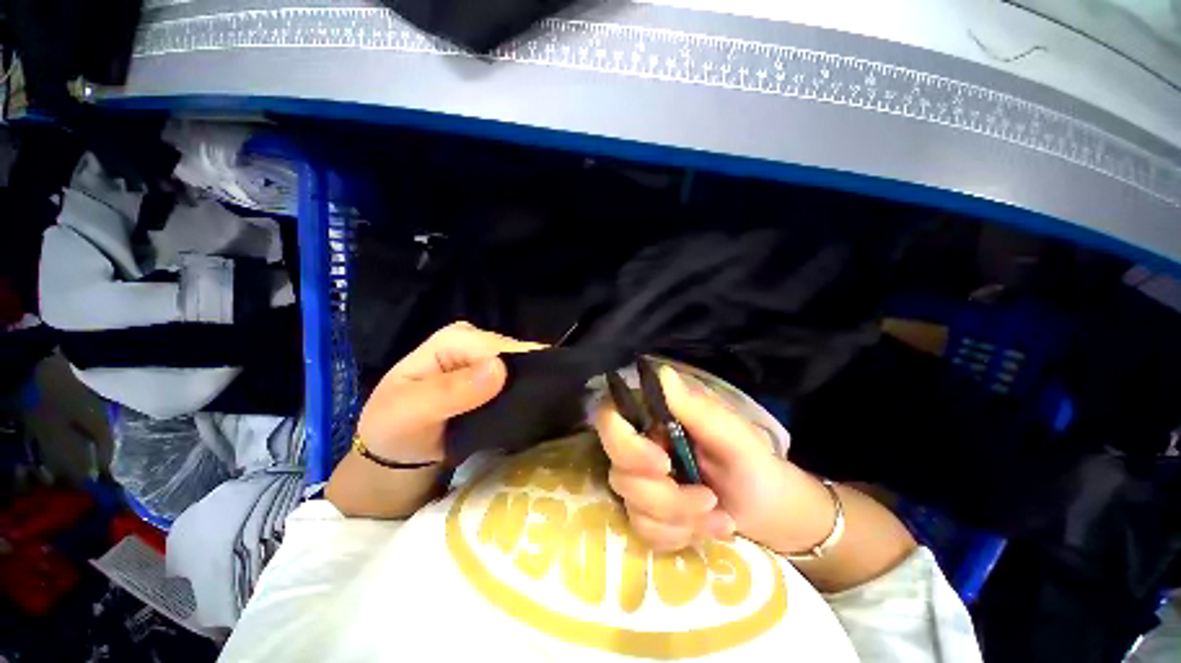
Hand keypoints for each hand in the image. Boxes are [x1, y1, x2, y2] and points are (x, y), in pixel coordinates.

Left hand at [356, 321, 542, 462]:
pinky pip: (521, 381)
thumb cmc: (395, 428)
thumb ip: (450, 391)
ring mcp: (488, 359)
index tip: (524, 402)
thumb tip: (499, 369)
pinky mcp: (497, 377)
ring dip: (529, 389)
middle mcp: (477, 342)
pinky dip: (525, 395)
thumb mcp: (410, 411)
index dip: (514, 371)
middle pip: (515, 354)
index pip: (498, 347)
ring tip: (532, 413)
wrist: (397, 453)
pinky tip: (528, 410)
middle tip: (530, 411)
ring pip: (523, 368)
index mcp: (455, 338)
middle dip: (526, 379)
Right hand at [595, 366, 834, 553]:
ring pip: (634, 507)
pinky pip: (646, 532)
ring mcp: (640, 482)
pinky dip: (680, 536)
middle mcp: (638, 446)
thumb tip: (661, 372)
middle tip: (709, 498)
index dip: (625, 444)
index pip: (609, 419)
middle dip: (666, 497)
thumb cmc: (750, 459)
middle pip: (619, 473)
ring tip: (719, 516)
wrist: (767, 506)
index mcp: (653, 419)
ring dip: (680, 519)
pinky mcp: (647, 514)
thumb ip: (693, 406)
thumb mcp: (729, 432)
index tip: (662, 464)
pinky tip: (708, 529)